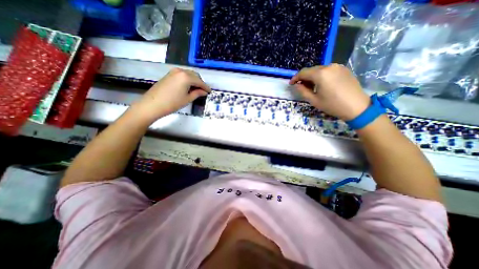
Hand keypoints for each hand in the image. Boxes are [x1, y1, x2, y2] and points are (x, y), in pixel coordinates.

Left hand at [131, 67, 211, 121]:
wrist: (152, 104)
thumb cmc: (172, 103)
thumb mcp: (187, 99)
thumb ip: (197, 93)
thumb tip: (204, 91)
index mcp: (186, 77)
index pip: (200, 81)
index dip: (206, 87)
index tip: (210, 91)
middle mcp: (181, 71)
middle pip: (195, 75)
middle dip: (200, 82)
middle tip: (203, 91)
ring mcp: (173, 72)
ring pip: (188, 74)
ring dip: (194, 80)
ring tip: (196, 89)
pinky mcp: (169, 74)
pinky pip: (182, 74)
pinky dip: (187, 79)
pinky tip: (188, 86)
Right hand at [288, 64, 368, 120]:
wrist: (357, 107)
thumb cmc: (332, 105)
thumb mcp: (314, 100)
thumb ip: (302, 91)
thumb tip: (296, 85)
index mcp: (320, 74)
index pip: (303, 72)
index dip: (295, 78)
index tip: (291, 84)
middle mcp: (329, 66)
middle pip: (311, 70)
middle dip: (304, 78)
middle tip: (300, 87)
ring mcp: (338, 67)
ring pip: (320, 70)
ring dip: (313, 77)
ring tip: (311, 87)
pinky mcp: (344, 69)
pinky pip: (328, 70)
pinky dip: (321, 76)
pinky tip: (322, 84)